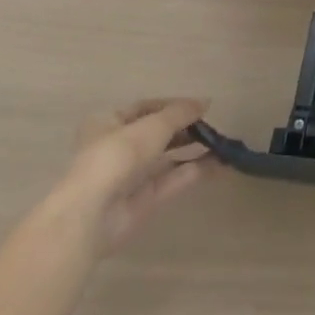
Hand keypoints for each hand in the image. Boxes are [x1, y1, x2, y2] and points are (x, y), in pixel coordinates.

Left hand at [55, 99, 216, 257]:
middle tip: (212, 127)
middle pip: (157, 134)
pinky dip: (194, 171)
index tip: (200, 107)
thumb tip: (206, 101)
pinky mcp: (142, 200)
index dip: (173, 105)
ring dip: (193, 150)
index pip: (144, 108)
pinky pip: (171, 180)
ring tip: (222, 145)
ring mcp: (129, 176)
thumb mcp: (153, 125)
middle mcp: (117, 147)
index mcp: (108, 123)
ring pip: (166, 158)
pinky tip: (219, 165)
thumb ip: (180, 113)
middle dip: (185, 129)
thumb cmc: (117, 155)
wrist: (92, 214)